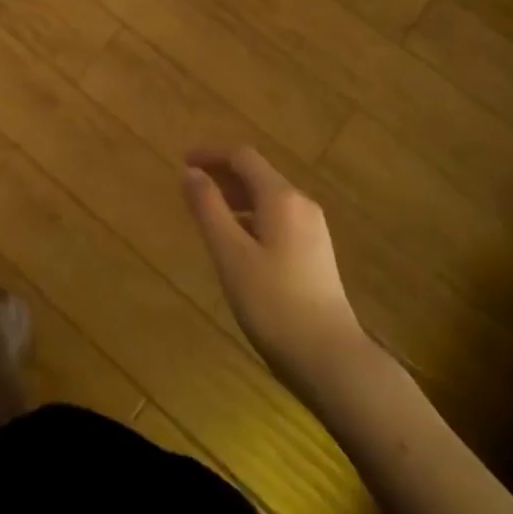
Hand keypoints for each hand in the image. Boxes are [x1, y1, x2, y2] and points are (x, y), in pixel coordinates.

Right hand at [182, 148, 374, 395]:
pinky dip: (251, 218)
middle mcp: (301, 205)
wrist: (330, 358)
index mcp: (281, 198)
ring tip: (207, 215)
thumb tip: (190, 172)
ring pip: (268, 198)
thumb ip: (208, 208)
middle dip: (222, 175)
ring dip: (235, 198)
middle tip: (190, 189)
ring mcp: (313, 230)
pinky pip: (277, 219)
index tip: (183, 162)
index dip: (211, 155)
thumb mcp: (230, 254)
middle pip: (257, 175)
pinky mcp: (315, 254)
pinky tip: (236, 244)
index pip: (243, 157)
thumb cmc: (273, 302)